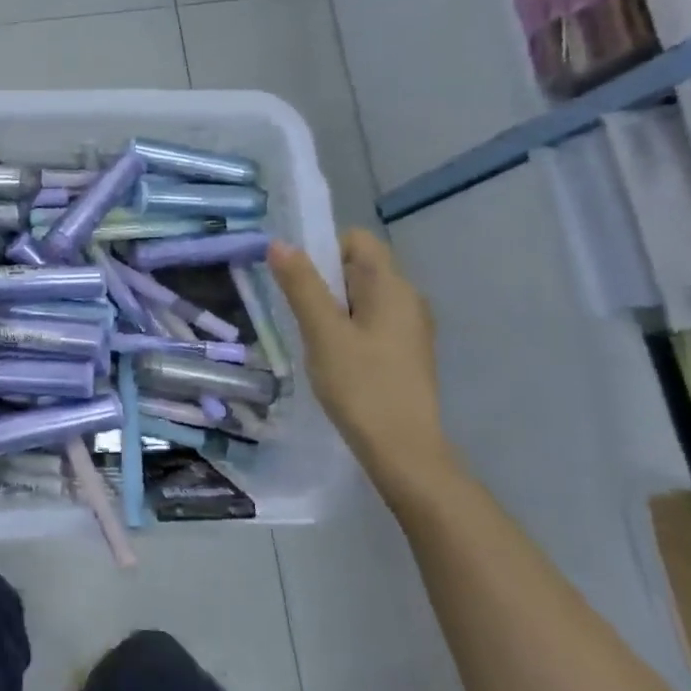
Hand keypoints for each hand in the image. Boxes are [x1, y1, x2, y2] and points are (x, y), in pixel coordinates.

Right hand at [270, 232, 456, 502]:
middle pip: (359, 267)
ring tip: (315, 341)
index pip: (358, 240)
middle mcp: (408, 299)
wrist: (403, 450)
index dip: (325, 250)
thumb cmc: (361, 385)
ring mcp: (410, 328)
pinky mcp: (406, 352)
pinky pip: (371, 322)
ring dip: (333, 309)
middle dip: (325, 283)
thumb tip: (280, 243)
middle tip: (303, 317)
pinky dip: (348, 329)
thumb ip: (302, 285)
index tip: (302, 283)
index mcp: (393, 287)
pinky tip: (334, 360)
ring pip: (363, 298)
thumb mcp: (323, 332)